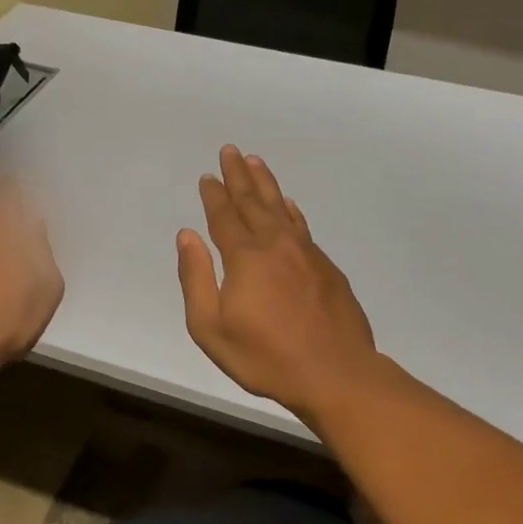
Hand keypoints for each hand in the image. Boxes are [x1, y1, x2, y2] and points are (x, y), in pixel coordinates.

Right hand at [176, 145, 380, 423]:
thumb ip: (196, 278)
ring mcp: (306, 254)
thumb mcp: (211, 328)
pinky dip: (291, 211)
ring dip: (266, 184)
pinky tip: (289, 205)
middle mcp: (276, 245)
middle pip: (253, 202)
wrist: (335, 373)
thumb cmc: (265, 357)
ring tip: (256, 162)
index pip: (224, 217)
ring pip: (281, 208)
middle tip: (231, 150)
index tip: (208, 176)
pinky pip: (303, 226)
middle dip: (239, 176)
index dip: (214, 195)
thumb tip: (187, 236)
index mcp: (245, 258)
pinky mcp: (327, 268)